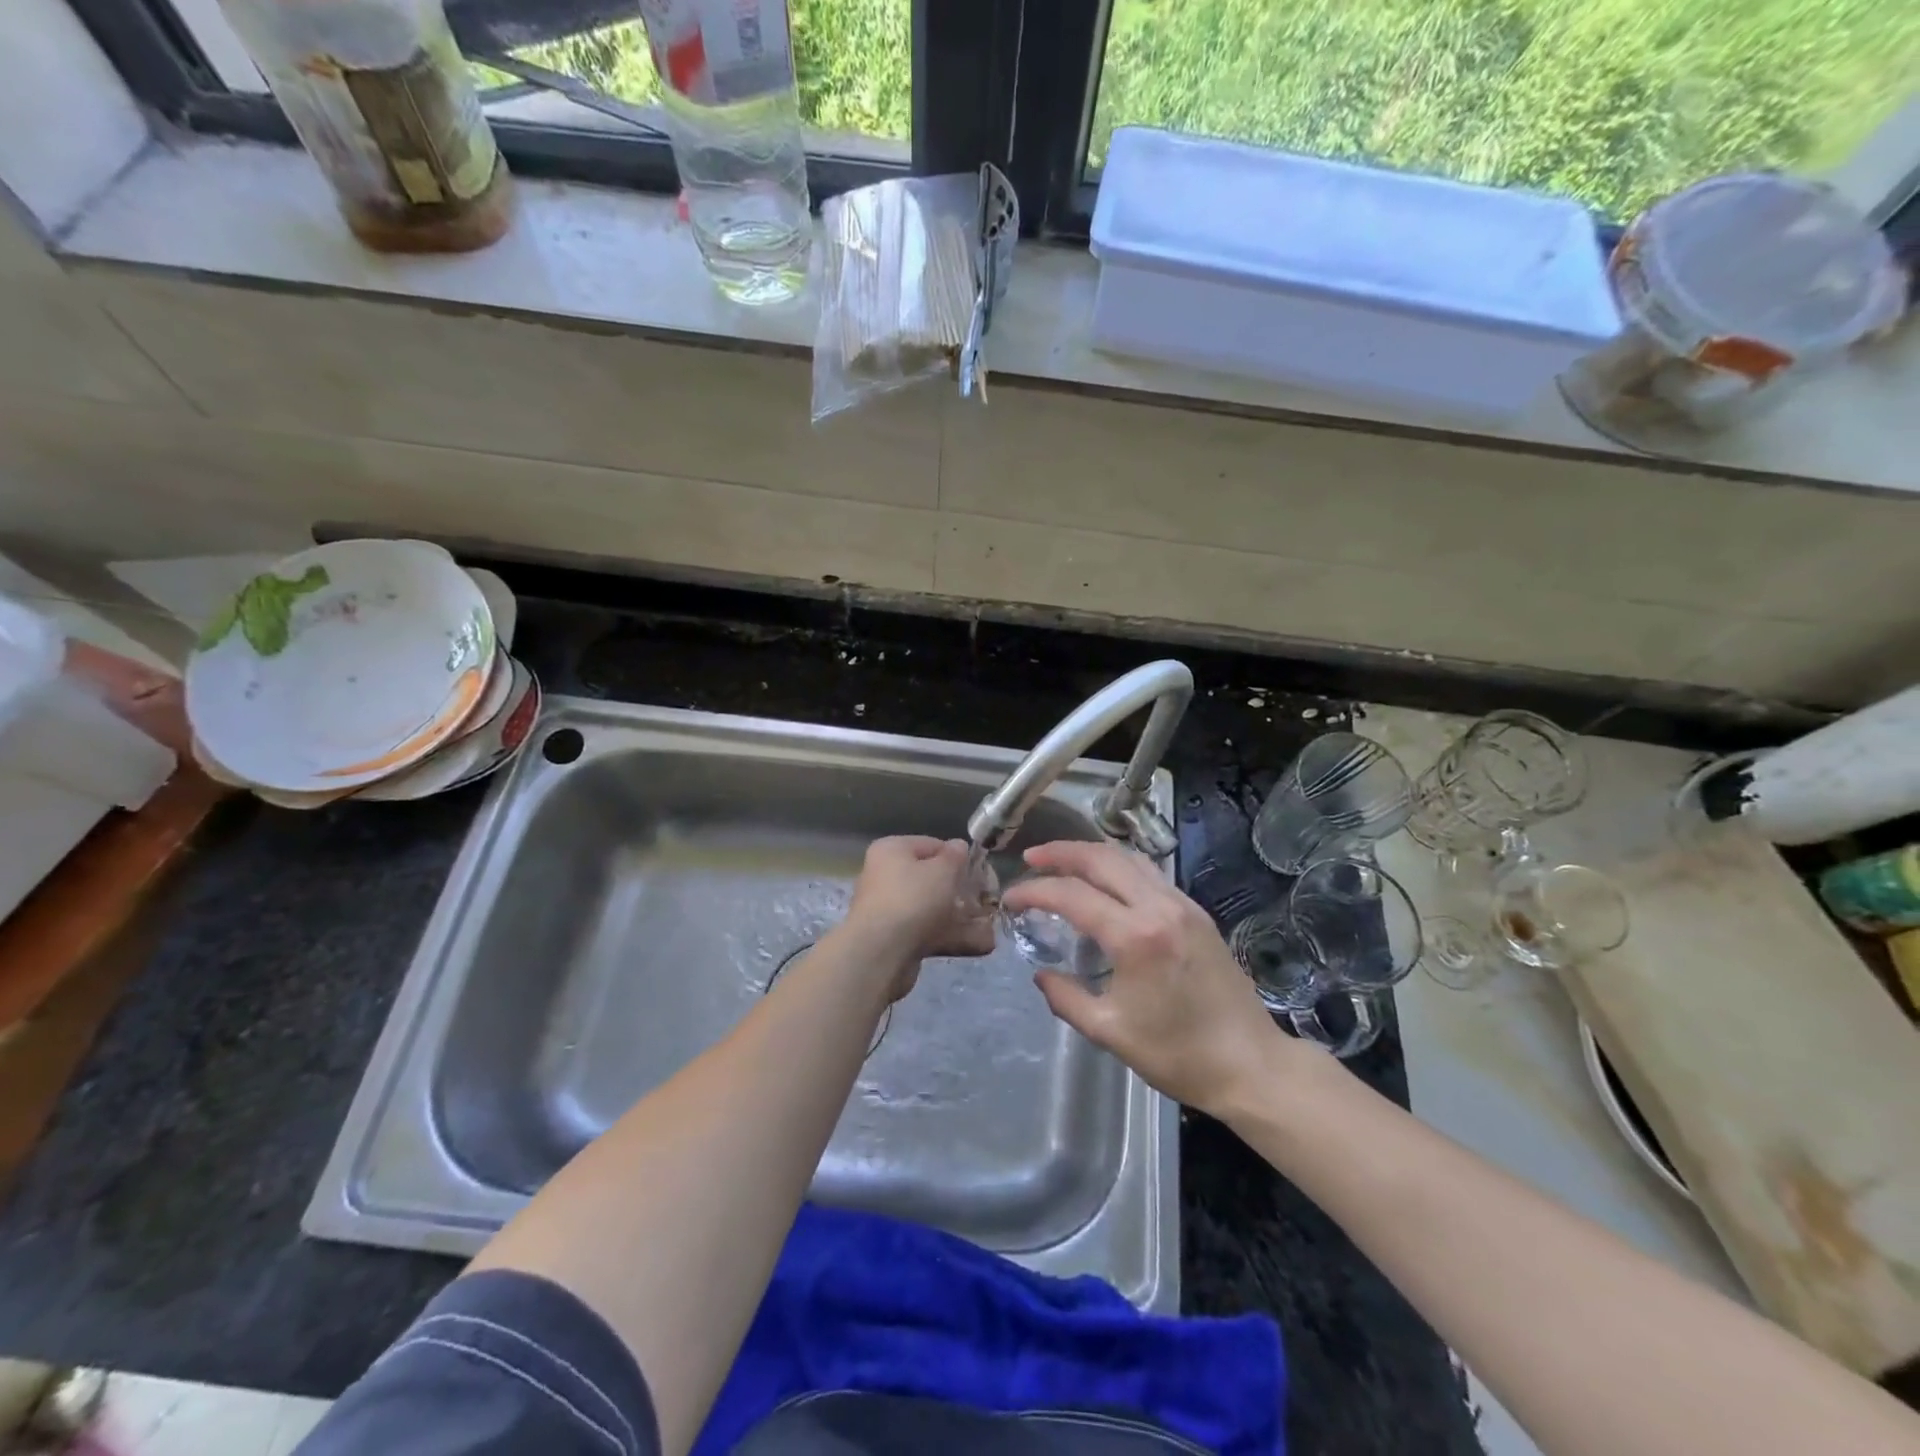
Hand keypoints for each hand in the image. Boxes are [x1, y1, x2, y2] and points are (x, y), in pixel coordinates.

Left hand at [842, 836, 996, 1000]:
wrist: (881, 953)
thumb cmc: (913, 899)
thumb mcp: (943, 870)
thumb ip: (955, 856)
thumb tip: (958, 847)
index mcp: (892, 850)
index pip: (932, 845)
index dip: (958, 857)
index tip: (980, 872)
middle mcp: (886, 876)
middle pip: (931, 879)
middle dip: (961, 891)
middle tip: (986, 900)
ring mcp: (890, 909)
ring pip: (932, 908)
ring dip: (960, 917)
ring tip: (989, 925)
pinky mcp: (895, 938)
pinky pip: (928, 932)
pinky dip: (951, 936)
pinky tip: (980, 944)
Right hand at [1001, 841, 1301, 1116]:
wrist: (1250, 1065)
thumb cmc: (1178, 1054)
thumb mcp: (1109, 1032)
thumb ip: (1067, 998)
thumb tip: (1041, 975)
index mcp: (1135, 937)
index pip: (1072, 895)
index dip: (1034, 891)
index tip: (1010, 898)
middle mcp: (1159, 907)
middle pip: (1101, 858)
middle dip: (1060, 853)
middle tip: (1031, 858)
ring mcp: (1183, 905)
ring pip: (1129, 858)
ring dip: (1091, 853)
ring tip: (1062, 861)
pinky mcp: (1197, 912)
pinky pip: (1149, 873)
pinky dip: (1118, 867)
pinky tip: (1104, 881)